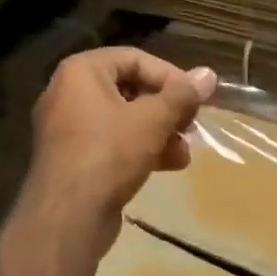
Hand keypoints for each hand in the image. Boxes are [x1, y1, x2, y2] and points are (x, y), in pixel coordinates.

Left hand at [23, 48, 216, 252]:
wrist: (67, 216)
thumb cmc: (109, 154)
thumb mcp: (153, 120)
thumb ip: (182, 95)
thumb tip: (208, 74)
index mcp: (81, 72)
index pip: (135, 59)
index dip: (171, 76)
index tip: (196, 99)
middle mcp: (68, 93)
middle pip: (130, 89)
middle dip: (167, 109)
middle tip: (192, 125)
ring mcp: (68, 129)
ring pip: (124, 120)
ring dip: (159, 132)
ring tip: (185, 151)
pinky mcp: (74, 159)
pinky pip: (112, 143)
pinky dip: (140, 149)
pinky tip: (170, 165)